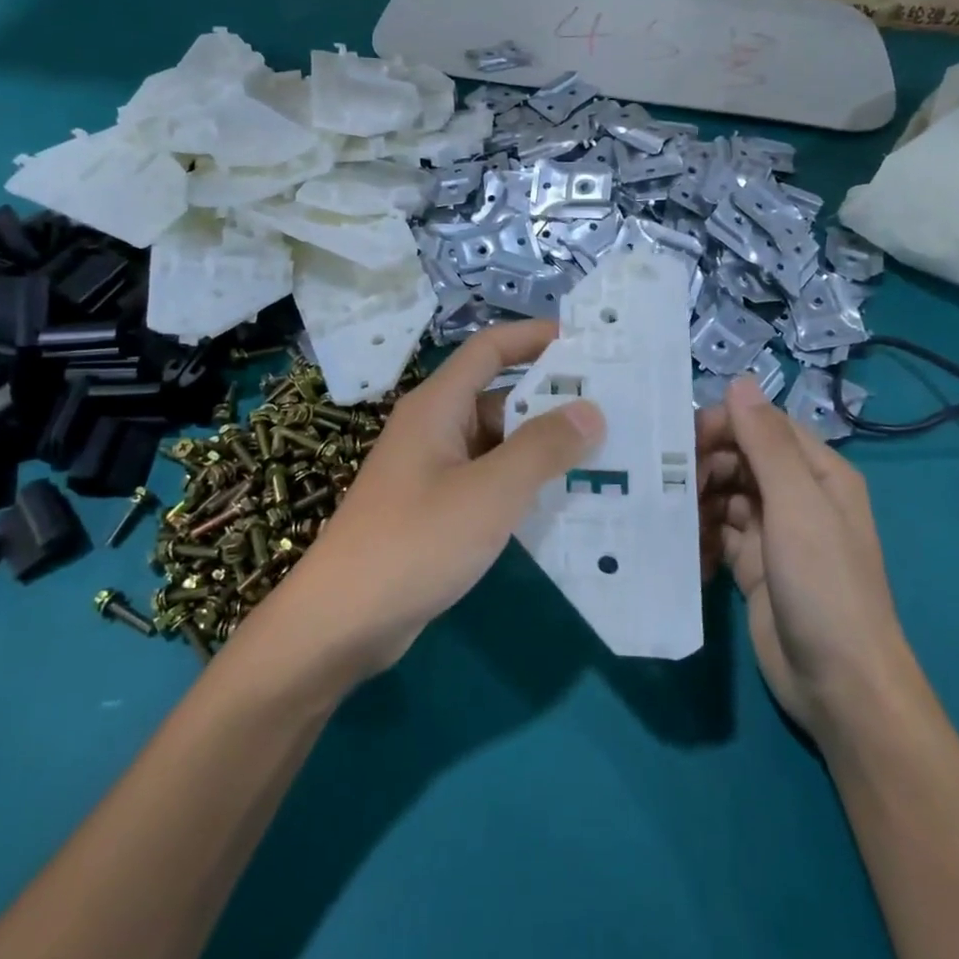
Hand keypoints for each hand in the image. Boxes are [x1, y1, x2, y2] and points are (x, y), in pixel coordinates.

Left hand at [261, 321, 604, 683]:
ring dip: (543, 447)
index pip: (489, 350)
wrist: (342, 621)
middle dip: (553, 400)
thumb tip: (590, 410)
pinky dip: (524, 484)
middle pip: (499, 397)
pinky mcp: (436, 510)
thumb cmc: (415, 542)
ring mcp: (433, 472)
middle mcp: (434, 429)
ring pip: (497, 444)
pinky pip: (489, 481)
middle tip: (615, 409)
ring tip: (606, 454)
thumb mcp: (489, 492)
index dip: (535, 336)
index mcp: (437, 407)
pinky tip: (565, 501)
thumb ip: (542, 448)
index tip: (588, 343)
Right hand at [700, 376, 910, 741]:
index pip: (764, 426)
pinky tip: (680, 549)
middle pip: (740, 460)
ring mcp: (773, 534)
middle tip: (667, 485)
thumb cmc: (824, 584)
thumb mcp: (798, 506)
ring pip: (724, 497)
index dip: (724, 425)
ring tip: (667, 516)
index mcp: (818, 473)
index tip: (681, 440)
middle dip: (704, 465)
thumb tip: (739, 381)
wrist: (839, 684)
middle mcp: (797, 497)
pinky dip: (698, 537)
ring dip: (696, 501)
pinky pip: (717, 535)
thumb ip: (767, 443)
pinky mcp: (752, 567)